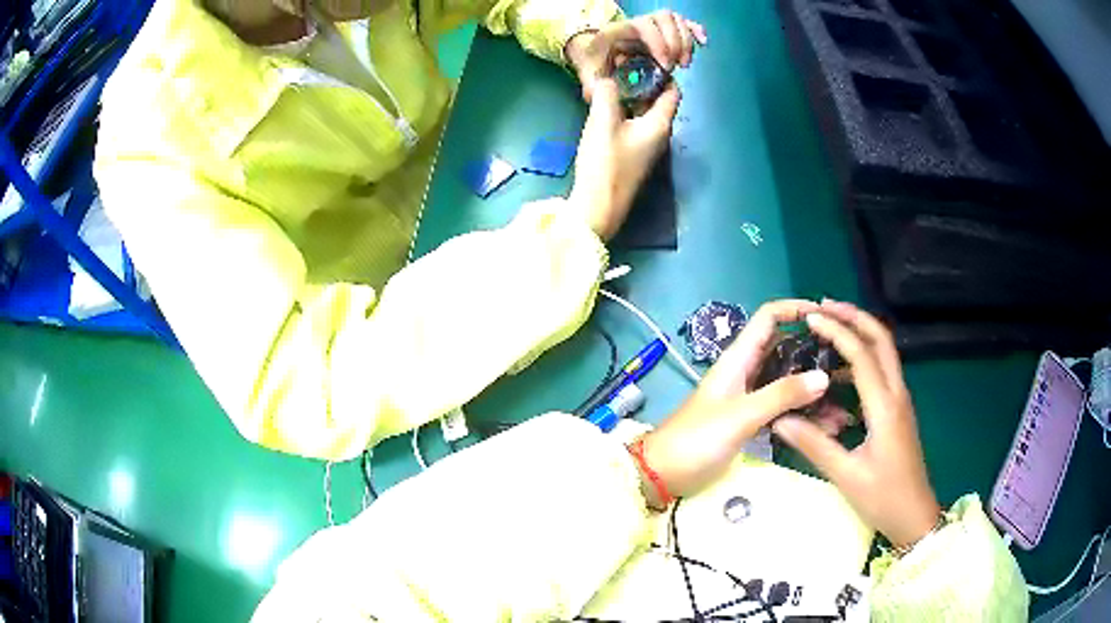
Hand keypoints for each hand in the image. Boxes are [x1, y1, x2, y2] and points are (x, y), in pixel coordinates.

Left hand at [564, 11, 707, 101]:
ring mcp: (652, 25)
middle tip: (676, 68)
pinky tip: (703, 42)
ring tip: (685, 64)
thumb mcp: (590, 74)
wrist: (594, 49)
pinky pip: (683, 22)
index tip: (665, 66)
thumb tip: (602, 96)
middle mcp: (637, 23)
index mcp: (618, 30)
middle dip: (674, 43)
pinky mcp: (663, 29)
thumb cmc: (594, 62)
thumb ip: (594, 85)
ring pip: (675, 20)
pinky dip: (694, 30)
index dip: (658, 42)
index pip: (643, 25)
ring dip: (686, 41)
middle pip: (663, 19)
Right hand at [569, 78, 678, 239]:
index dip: (662, 72)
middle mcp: (659, 133)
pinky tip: (606, 106)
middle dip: (643, 80)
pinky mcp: (633, 154)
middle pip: (658, 100)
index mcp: (660, 124)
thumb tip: (606, 78)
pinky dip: (625, 110)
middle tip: (620, 65)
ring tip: (611, 81)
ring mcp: (647, 145)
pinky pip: (635, 124)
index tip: (643, 57)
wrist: (599, 205)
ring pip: (645, 112)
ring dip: (631, 95)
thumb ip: (607, 93)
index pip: (673, 91)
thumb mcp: (603, 121)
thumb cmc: (606, 163)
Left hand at [636, 300, 828, 507]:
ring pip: (787, 383)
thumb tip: (822, 376)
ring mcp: (748, 397)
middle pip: (785, 350)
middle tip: (846, 368)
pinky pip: (781, 409)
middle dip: (815, 355)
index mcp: (738, 359)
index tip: (826, 317)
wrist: (662, 474)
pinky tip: (823, 428)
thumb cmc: (696, 439)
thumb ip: (780, 395)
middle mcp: (745, 372)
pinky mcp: (749, 421)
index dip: (796, 309)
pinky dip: (801, 414)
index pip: (769, 318)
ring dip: (812, 392)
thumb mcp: (740, 415)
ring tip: (842, 409)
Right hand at [771, 300, 941, 548]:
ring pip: (884, 353)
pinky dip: (863, 358)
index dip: (837, 331)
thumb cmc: (883, 497)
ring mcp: (900, 401)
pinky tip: (840, 373)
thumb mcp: (845, 475)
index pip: (862, 355)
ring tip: (829, 330)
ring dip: (861, 333)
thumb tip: (780, 420)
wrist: (914, 516)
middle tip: (825, 306)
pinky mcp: (898, 411)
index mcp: (884, 407)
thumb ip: (814, 445)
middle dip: (855, 317)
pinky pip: (882, 372)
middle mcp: (896, 395)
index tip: (812, 318)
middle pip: (882, 339)